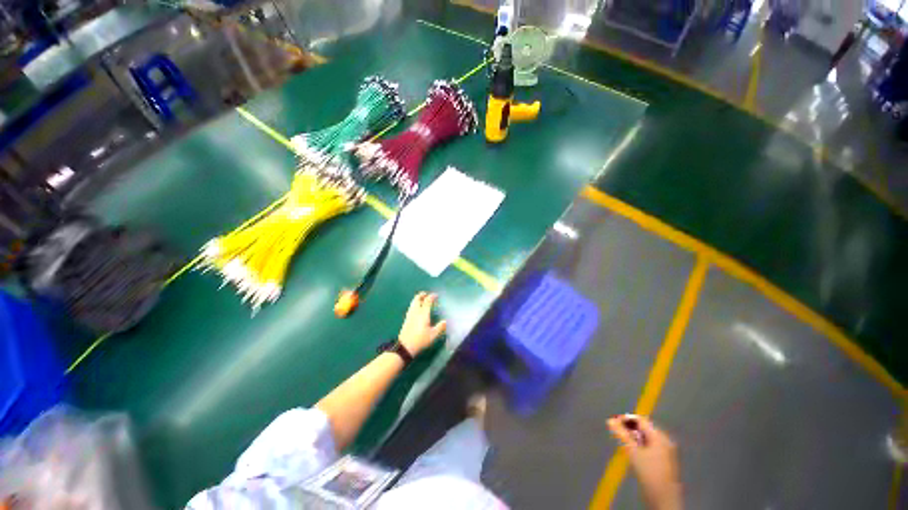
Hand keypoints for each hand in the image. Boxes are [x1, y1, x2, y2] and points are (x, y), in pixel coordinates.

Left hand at [398, 292, 446, 355]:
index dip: (432, 297)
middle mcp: (416, 312)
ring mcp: (410, 315)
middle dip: (422, 295)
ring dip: (417, 299)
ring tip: (422, 299)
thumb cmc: (420, 340)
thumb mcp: (433, 335)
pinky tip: (416, 308)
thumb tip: (445, 321)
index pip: (427, 301)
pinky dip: (414, 304)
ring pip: (413, 303)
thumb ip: (440, 327)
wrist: (405, 346)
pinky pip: (411, 307)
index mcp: (423, 314)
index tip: (436, 295)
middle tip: (426, 294)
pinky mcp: (406, 319)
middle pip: (417, 299)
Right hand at [608, 415, 682, 509]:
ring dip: (634, 439)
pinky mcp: (665, 461)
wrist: (663, 499)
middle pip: (644, 429)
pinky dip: (640, 446)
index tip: (613, 423)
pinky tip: (634, 454)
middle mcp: (665, 441)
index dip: (626, 419)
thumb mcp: (633, 452)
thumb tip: (610, 420)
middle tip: (617, 435)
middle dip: (630, 430)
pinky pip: (650, 447)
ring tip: (624, 444)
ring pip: (646, 439)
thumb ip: (621, 434)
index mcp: (660, 437)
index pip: (641, 420)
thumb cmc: (649, 473)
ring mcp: (666, 452)